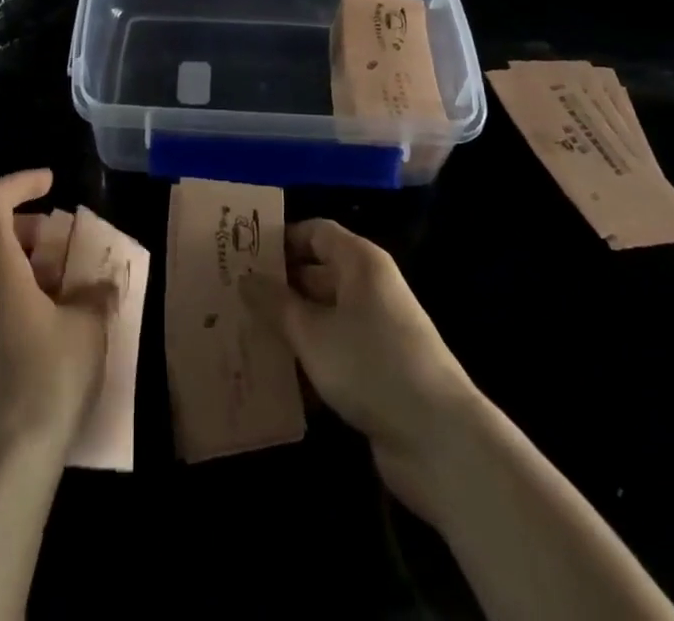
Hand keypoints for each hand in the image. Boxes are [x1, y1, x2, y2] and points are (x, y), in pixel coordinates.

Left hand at [0, 170, 116, 471]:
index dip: (20, 181)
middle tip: (45, 241)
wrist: (3, 460)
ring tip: (40, 283)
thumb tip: (102, 284)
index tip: (50, 184)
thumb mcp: (87, 327)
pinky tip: (22, 322)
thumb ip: (94, 294)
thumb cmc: (48, 378)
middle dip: (8, 224)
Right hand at [243, 219, 479, 521]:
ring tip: (243, 336)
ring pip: (322, 317)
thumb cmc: (371, 366)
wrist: (440, 442)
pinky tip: (275, 378)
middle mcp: (370, 288)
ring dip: (289, 328)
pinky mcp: (377, 370)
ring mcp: (376, 331)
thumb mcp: (313, 333)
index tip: (241, 254)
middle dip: (278, 288)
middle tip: (232, 298)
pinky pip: (334, 352)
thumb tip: (245, 278)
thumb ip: (276, 304)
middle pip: (317, 274)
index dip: (280, 239)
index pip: (315, 232)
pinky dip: (308, 360)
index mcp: (360, 263)